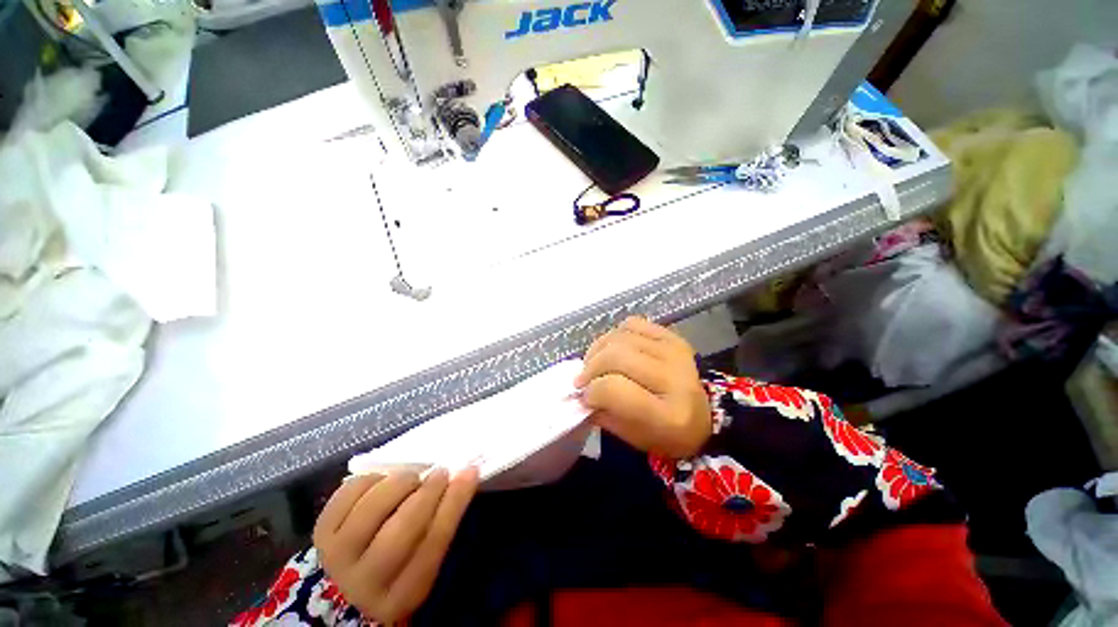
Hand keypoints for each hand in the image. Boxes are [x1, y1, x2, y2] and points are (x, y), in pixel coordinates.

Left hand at [313, 467, 478, 622]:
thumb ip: (439, 525)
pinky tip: (385, 479)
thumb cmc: (396, 564)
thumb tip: (463, 477)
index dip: (454, 504)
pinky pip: (348, 495)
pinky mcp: (321, 532)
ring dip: (400, 483)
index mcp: (401, 594)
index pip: (432, 545)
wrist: (344, 578)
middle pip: (400, 533)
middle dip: (427, 494)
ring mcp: (338, 557)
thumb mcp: (421, 561)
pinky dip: (372, 479)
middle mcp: (366, 582)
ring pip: (371, 511)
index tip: (470, 472)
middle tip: (441, 471)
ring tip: (413, 476)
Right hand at [575, 317, 710, 457]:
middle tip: (582, 380)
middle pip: (615, 357)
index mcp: (668, 415)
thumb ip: (604, 416)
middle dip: (590, 368)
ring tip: (593, 364)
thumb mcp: (635, 438)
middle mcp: (674, 377)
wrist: (706, 414)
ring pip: (620, 337)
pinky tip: (612, 349)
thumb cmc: (667, 433)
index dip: (591, 391)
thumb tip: (580, 394)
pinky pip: (632, 324)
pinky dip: (615, 334)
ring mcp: (675, 351)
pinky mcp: (672, 336)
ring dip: (597, 350)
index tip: (584, 396)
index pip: (614, 389)